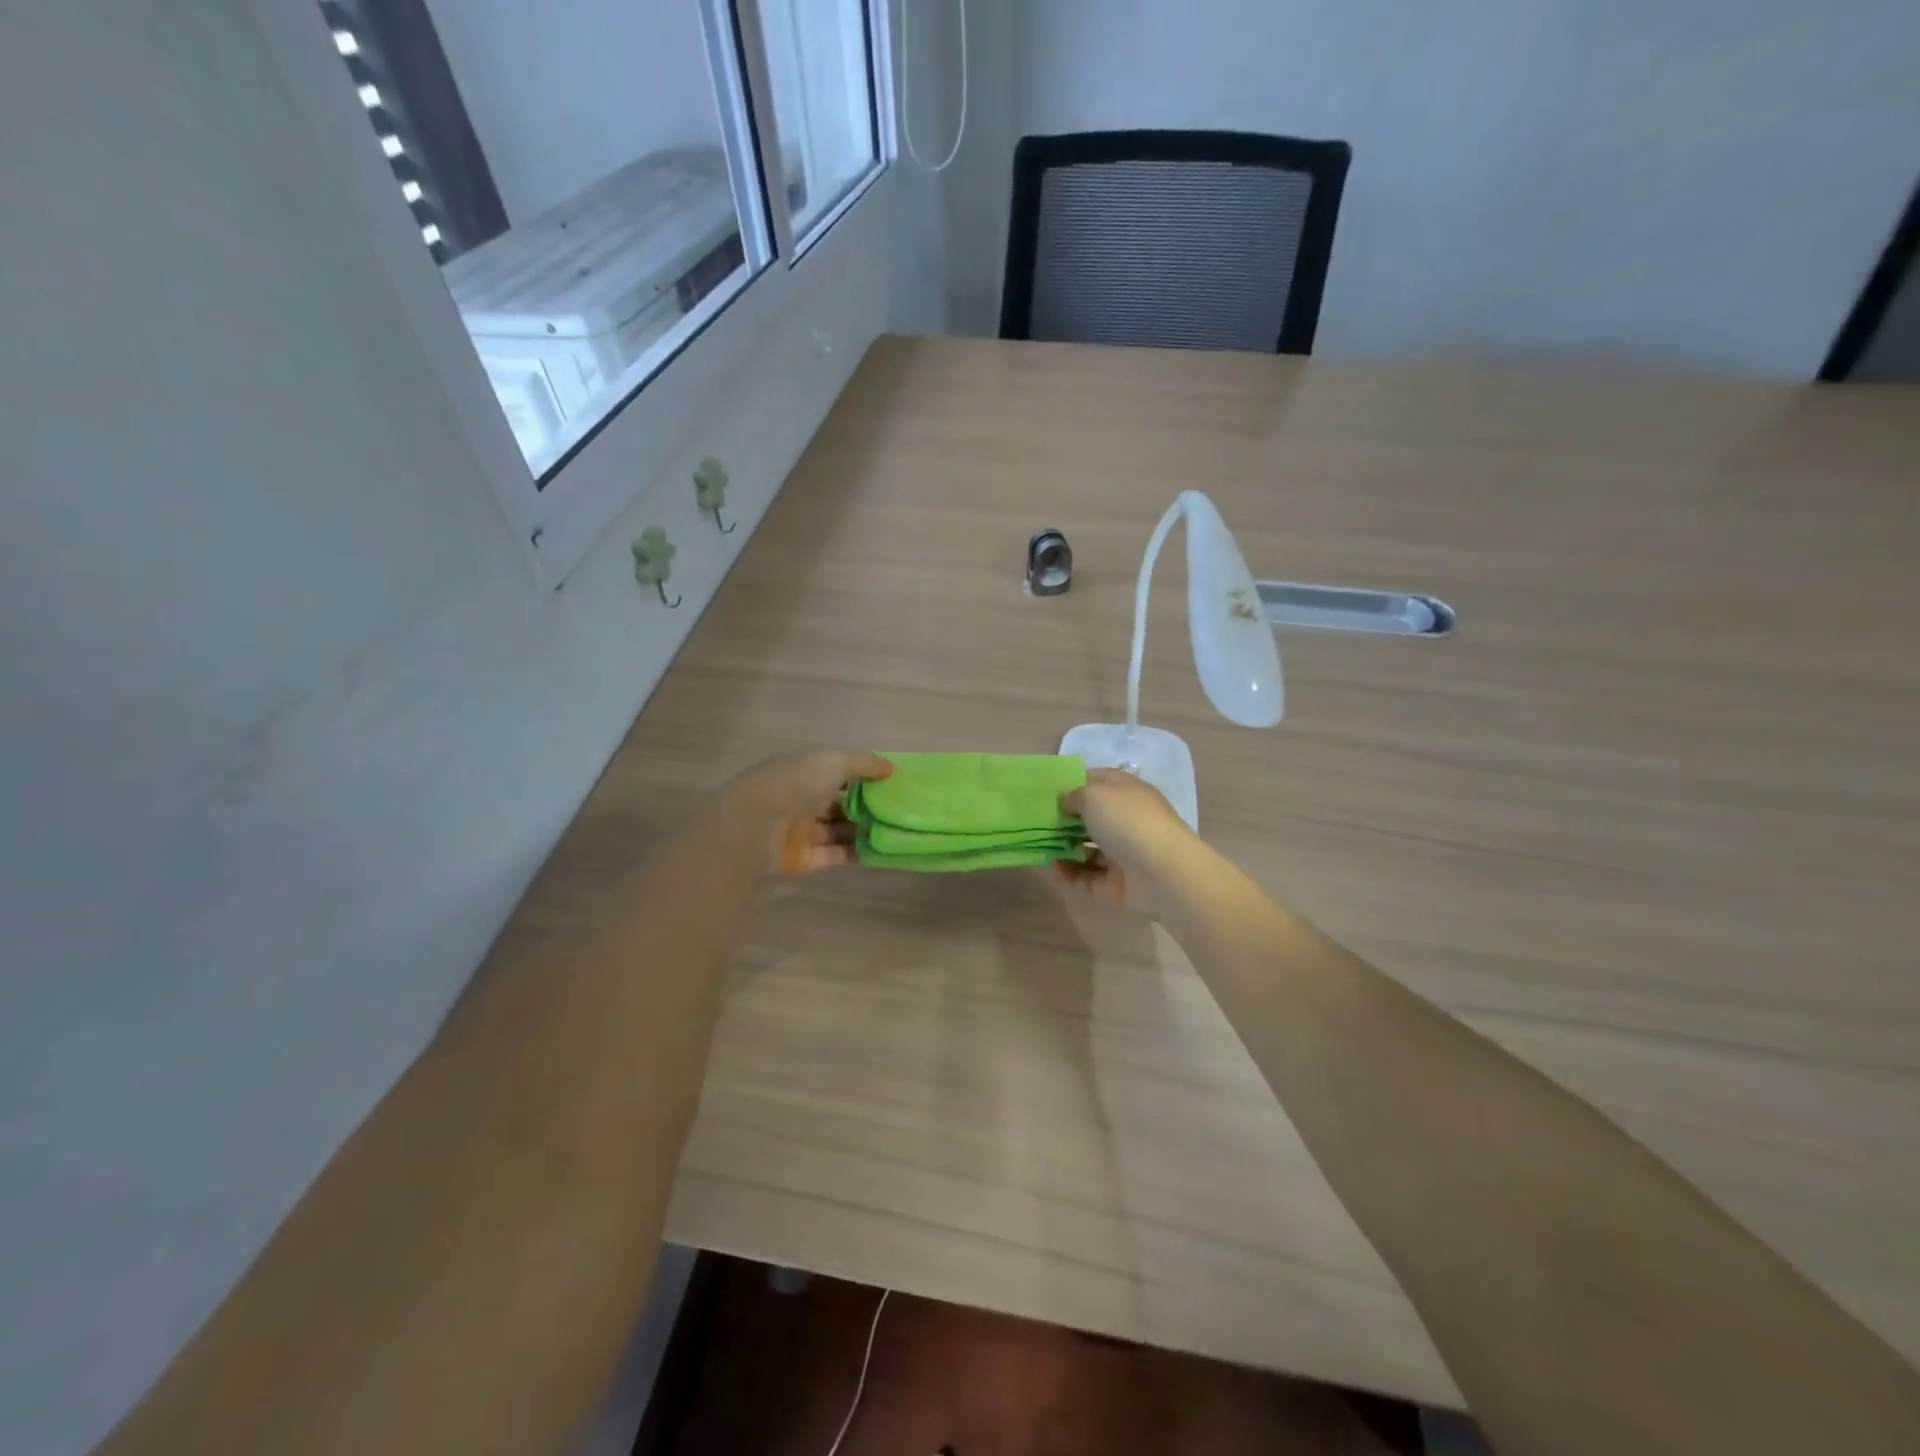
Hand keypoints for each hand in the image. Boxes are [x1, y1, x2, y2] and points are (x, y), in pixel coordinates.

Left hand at [721, 750, 891, 874]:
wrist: (754, 824)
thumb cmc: (795, 784)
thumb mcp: (834, 761)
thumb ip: (864, 764)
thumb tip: (891, 768)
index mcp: (805, 773)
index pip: (838, 775)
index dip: (864, 779)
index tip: (892, 785)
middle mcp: (803, 801)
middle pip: (840, 805)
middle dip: (867, 808)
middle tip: (899, 812)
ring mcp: (802, 832)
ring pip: (839, 831)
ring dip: (863, 831)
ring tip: (895, 832)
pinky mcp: (804, 859)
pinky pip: (835, 856)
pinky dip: (855, 854)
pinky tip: (880, 851)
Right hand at [1053, 768, 1196, 909]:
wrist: (1161, 873)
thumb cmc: (1127, 822)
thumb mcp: (1094, 795)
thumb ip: (1074, 795)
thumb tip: (1065, 800)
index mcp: (1127, 792)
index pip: (1097, 780)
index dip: (1073, 782)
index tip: (1047, 790)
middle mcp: (1126, 820)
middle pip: (1090, 817)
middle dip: (1064, 819)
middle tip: (1036, 821)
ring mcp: (1123, 854)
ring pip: (1087, 848)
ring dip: (1064, 848)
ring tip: (1039, 846)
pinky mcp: (1116, 884)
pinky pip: (1086, 877)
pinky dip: (1069, 874)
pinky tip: (1052, 869)